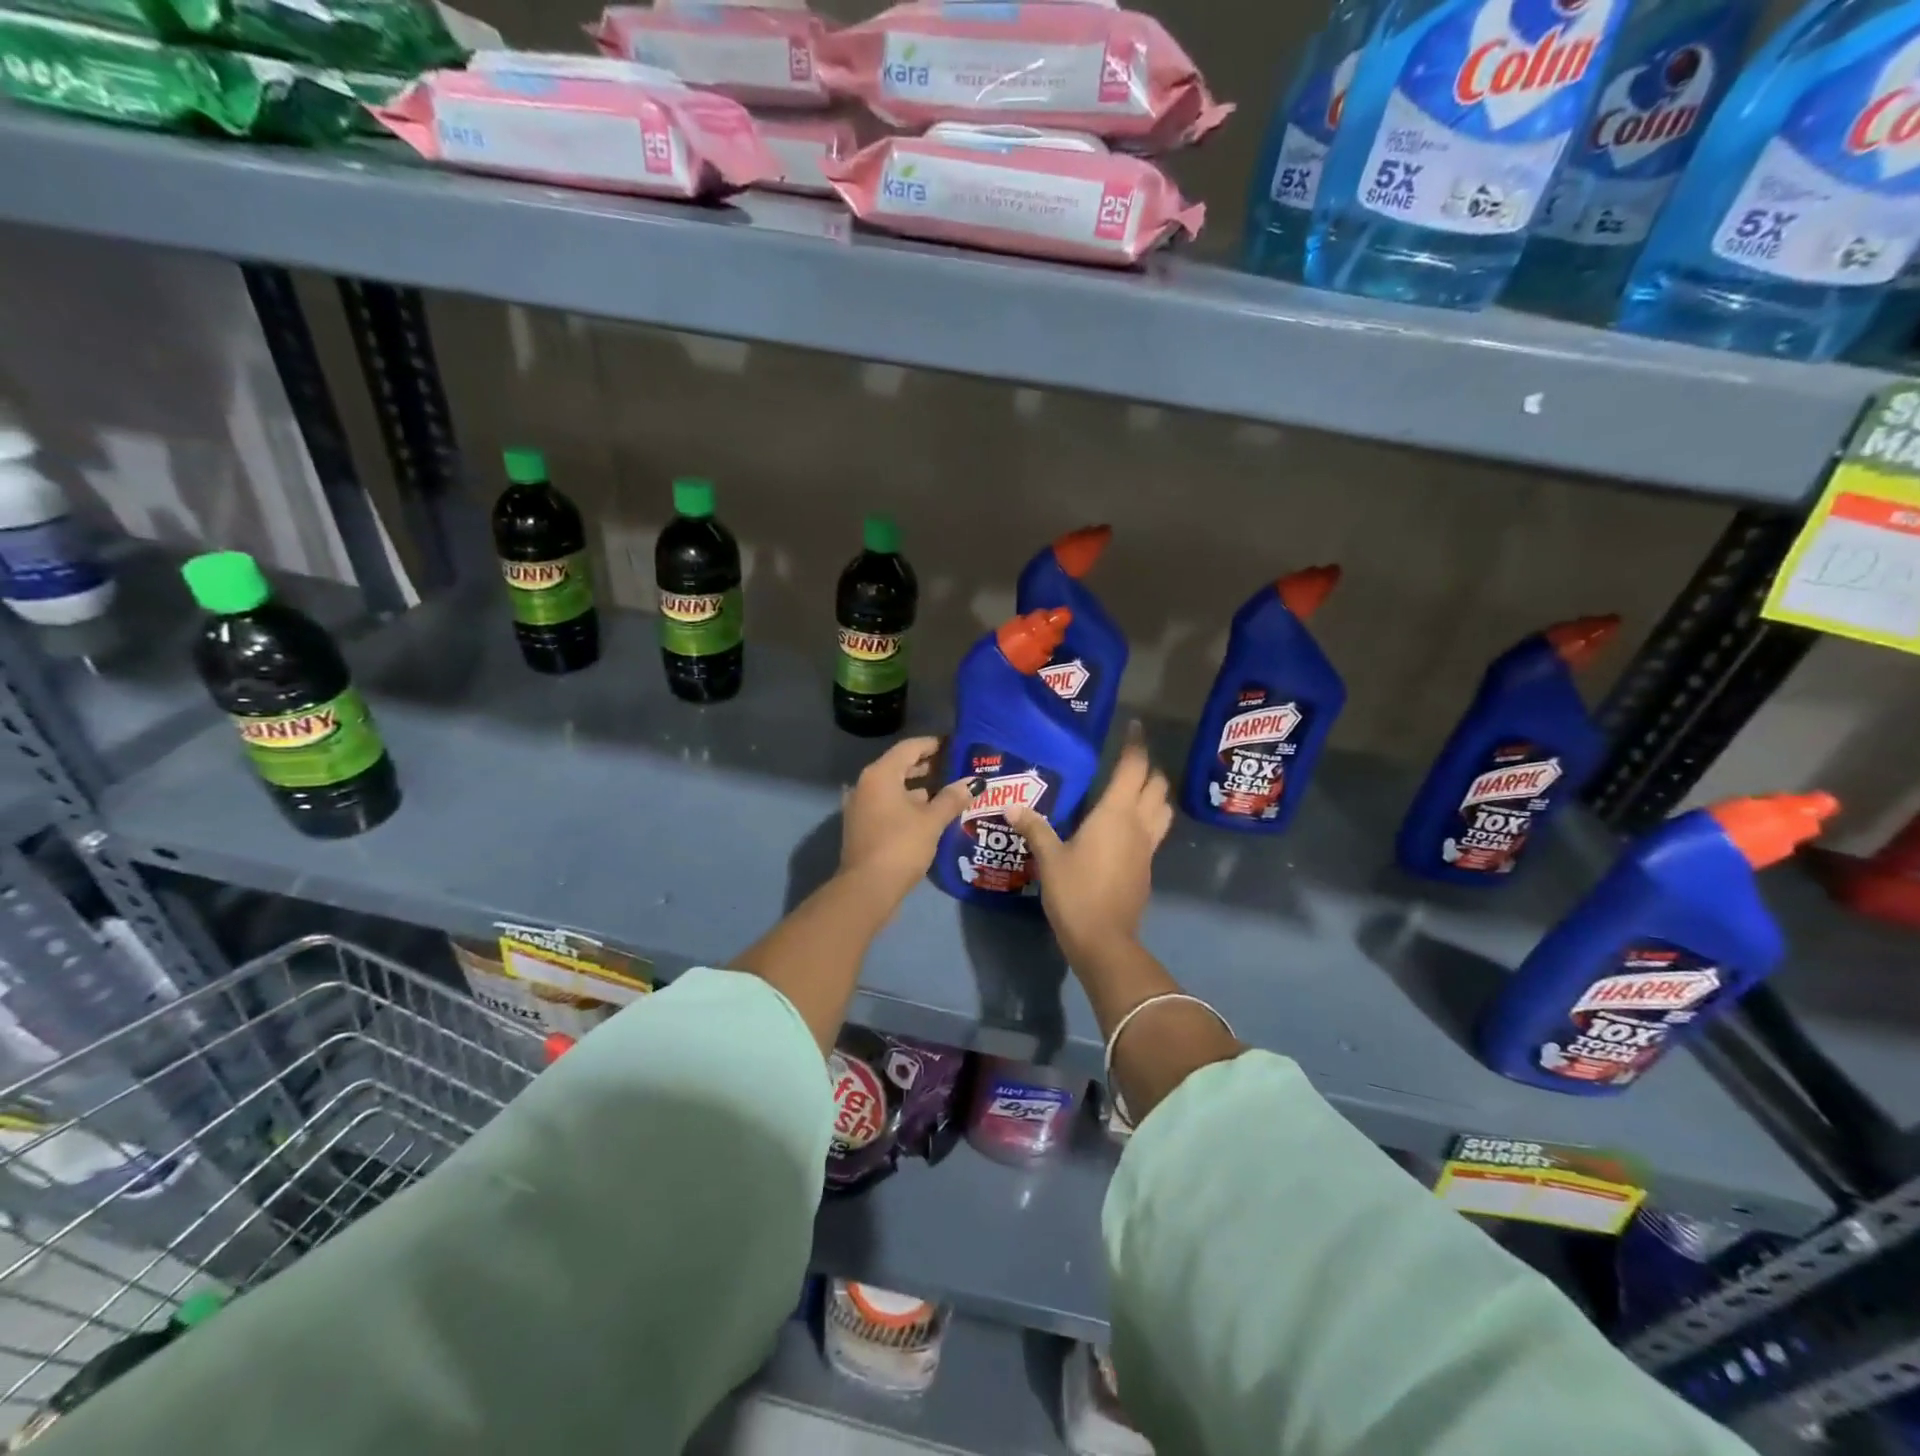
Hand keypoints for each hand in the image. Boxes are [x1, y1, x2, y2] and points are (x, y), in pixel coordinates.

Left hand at [839, 736, 974, 907]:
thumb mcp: (932, 820)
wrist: (867, 888)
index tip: (957, 745)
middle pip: (900, 765)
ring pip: (894, 787)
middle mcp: (866, 784)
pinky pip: (888, 804)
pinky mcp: (863, 825)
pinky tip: (930, 813)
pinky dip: (908, 803)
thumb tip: (974, 782)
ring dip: (919, 787)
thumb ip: (953, 798)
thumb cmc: (901, 846)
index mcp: (880, 774)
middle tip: (957, 767)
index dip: (934, 744)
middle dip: (928, 765)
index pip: (910, 747)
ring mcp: (861, 805)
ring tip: (949, 791)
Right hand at [1007, 726, 1172, 961]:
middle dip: (1148, 768)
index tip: (1135, 726)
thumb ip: (1034, 828)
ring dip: (1155, 793)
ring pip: (1163, 808)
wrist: (1104, 940)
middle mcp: (1138, 824)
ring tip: (1134, 790)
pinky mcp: (1146, 867)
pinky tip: (1126, 827)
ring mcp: (1147, 848)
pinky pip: (1155, 832)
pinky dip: (1148, 819)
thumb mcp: (1049, 857)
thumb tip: (1011, 806)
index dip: (1136, 745)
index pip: (1133, 768)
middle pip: (1157, 785)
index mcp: (1116, 814)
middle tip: (1128, 761)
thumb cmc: (1075, 892)